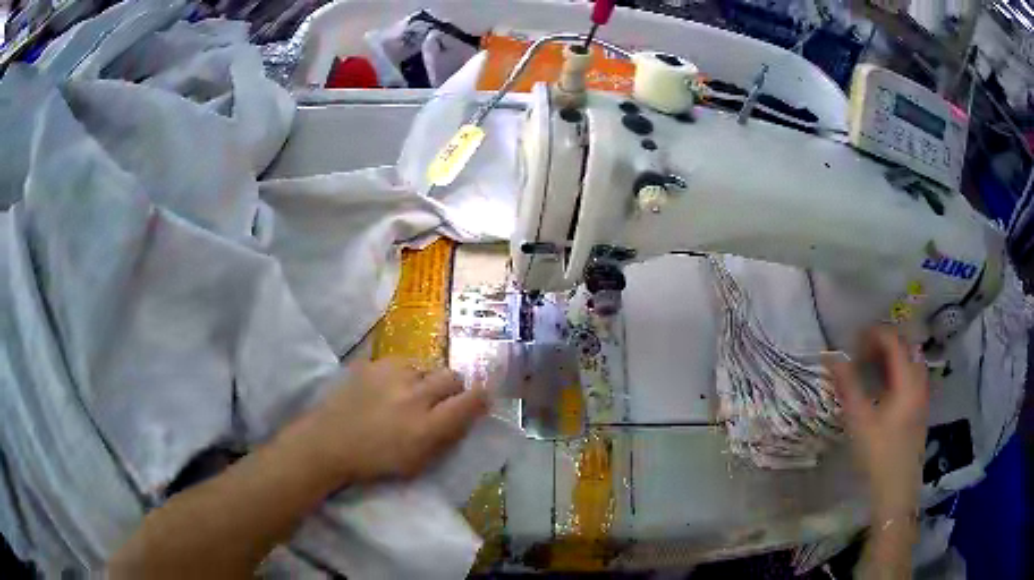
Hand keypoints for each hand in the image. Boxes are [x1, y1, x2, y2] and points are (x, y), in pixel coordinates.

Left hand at [287, 359, 488, 484]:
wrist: (329, 442)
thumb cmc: (374, 460)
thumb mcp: (417, 463)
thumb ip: (445, 438)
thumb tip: (465, 417)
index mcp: (427, 426)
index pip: (471, 401)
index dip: (481, 398)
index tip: (480, 400)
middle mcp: (414, 396)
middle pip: (452, 376)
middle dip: (453, 387)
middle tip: (441, 398)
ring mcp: (391, 375)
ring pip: (426, 367)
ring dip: (425, 379)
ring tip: (410, 392)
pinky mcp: (373, 364)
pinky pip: (401, 362)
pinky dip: (402, 374)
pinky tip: (389, 386)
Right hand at [827, 326, 929, 519]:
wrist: (897, 489)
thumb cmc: (878, 454)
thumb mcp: (859, 420)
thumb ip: (848, 385)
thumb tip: (832, 357)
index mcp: (907, 380)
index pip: (893, 340)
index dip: (873, 334)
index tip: (853, 339)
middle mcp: (919, 381)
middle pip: (905, 347)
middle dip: (883, 342)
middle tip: (861, 351)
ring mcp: (922, 396)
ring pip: (910, 362)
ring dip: (891, 357)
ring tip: (871, 367)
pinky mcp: (920, 409)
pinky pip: (912, 376)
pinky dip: (897, 371)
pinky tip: (883, 388)